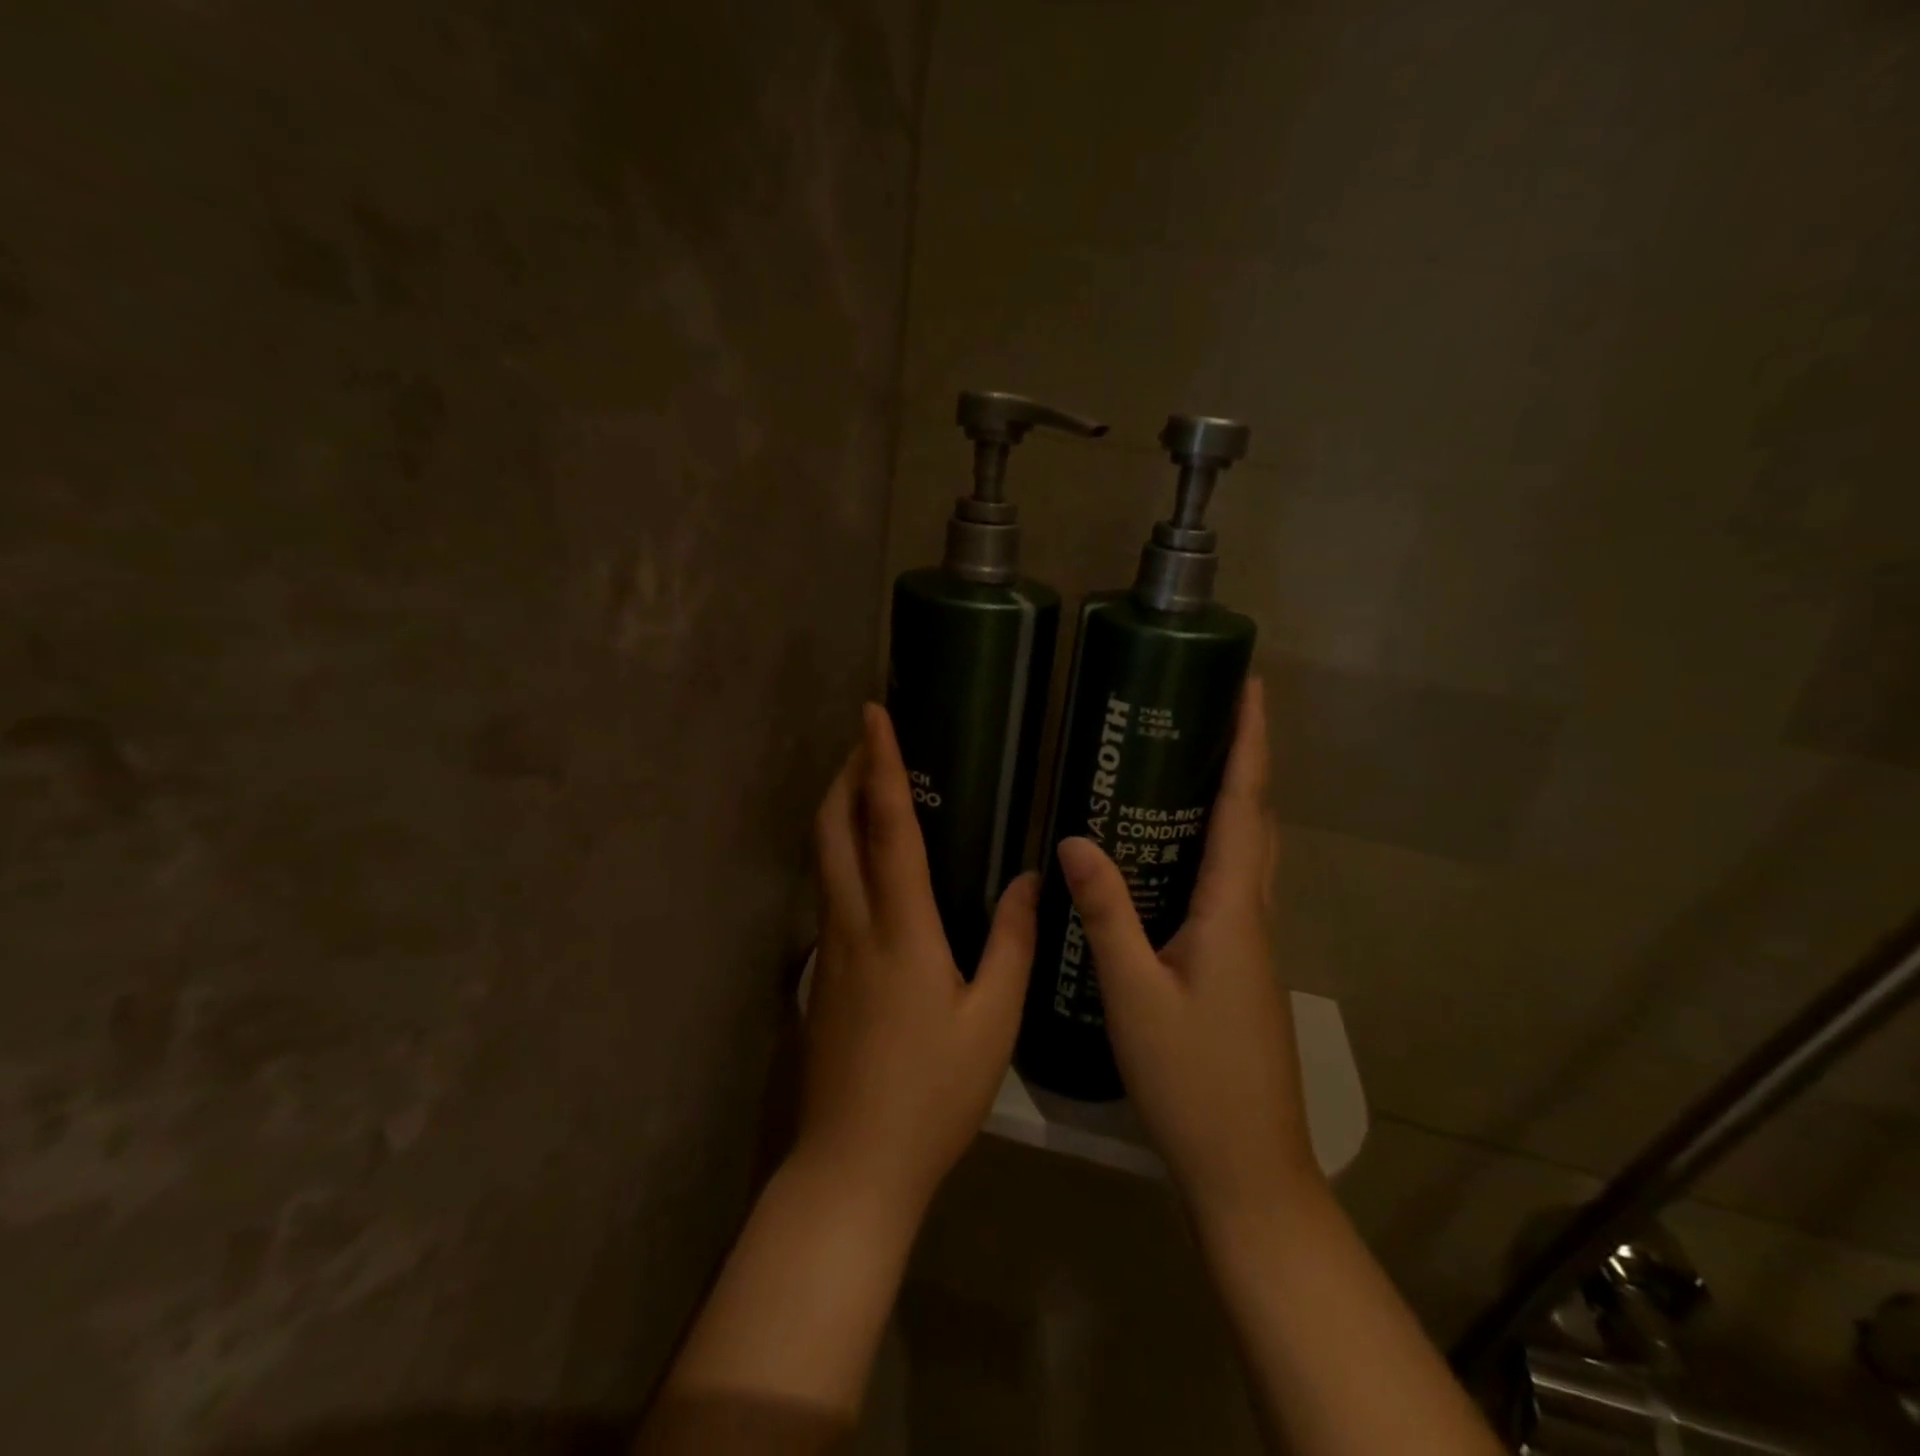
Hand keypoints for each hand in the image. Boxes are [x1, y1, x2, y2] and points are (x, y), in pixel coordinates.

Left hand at [800, 703, 1037, 1223]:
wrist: (852, 1164)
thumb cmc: (932, 1094)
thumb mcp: (993, 1022)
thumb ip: (1013, 944)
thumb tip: (1031, 880)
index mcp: (900, 929)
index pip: (885, 826)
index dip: (879, 764)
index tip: (874, 715)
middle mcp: (853, 924)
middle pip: (831, 829)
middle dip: (843, 773)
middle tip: (867, 738)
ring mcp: (828, 948)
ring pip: (822, 858)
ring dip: (837, 809)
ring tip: (868, 783)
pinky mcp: (820, 972)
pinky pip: (827, 890)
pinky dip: (840, 852)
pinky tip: (870, 862)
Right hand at [1057, 680, 1320, 1226]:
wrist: (1248, 1170)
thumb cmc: (1192, 1079)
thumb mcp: (1133, 993)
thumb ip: (1106, 914)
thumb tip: (1075, 840)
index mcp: (1235, 910)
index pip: (1245, 807)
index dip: (1250, 744)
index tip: (1252, 688)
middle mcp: (1254, 916)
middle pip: (1257, 822)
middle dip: (1244, 762)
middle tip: (1211, 716)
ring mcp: (1253, 945)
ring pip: (1251, 855)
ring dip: (1234, 803)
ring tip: (1192, 767)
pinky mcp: (1241, 968)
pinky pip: (1235, 886)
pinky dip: (1219, 848)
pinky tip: (1177, 857)